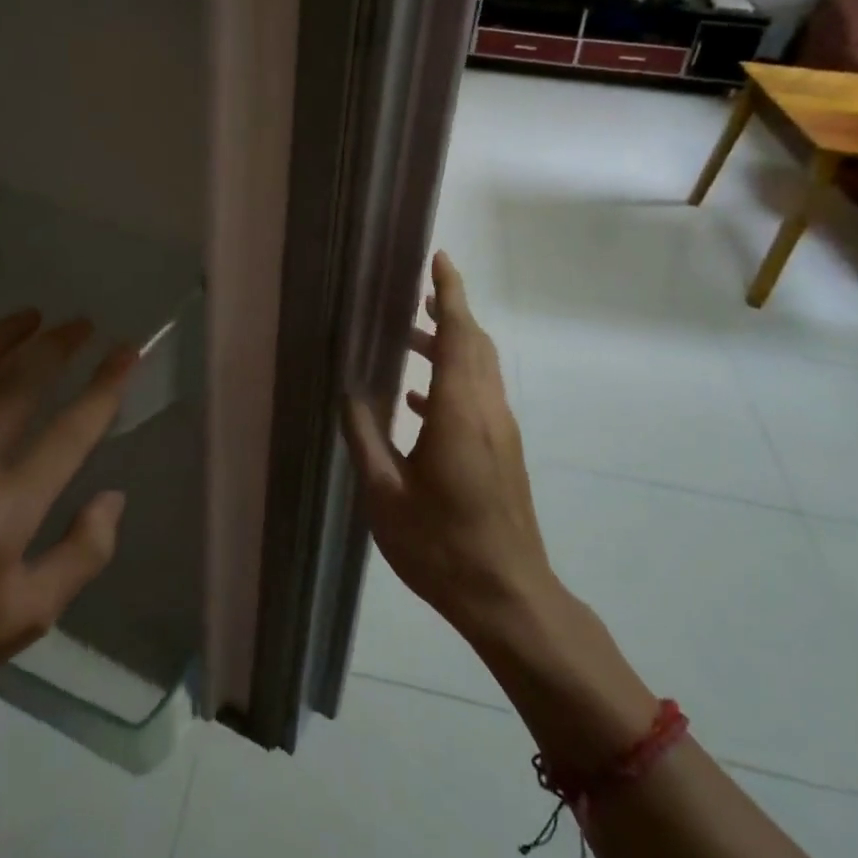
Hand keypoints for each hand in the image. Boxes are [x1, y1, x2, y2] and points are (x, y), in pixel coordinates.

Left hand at [0, 309, 135, 735]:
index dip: (104, 388)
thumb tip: (113, 497)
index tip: (128, 352)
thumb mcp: (29, 619)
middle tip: (82, 324)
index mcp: (3, 517)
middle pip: (15, 390)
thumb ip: (81, 555)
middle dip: (55, 349)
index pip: (68, 435)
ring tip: (30, 315)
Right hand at [342, 252, 551, 634]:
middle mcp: (486, 411)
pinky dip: (452, 379)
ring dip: (450, 344)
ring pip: (479, 369)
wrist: (509, 598)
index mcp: (459, 413)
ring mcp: (500, 432)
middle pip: (474, 343)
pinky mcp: (503, 452)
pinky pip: (478, 396)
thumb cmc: (442, 547)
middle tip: (415, 293)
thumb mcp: (385, 495)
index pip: (457, 334)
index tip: (439, 259)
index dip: (449, 293)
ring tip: (407, 339)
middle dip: (449, 311)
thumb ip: (366, 437)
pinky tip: (418, 401)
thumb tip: (349, 393)